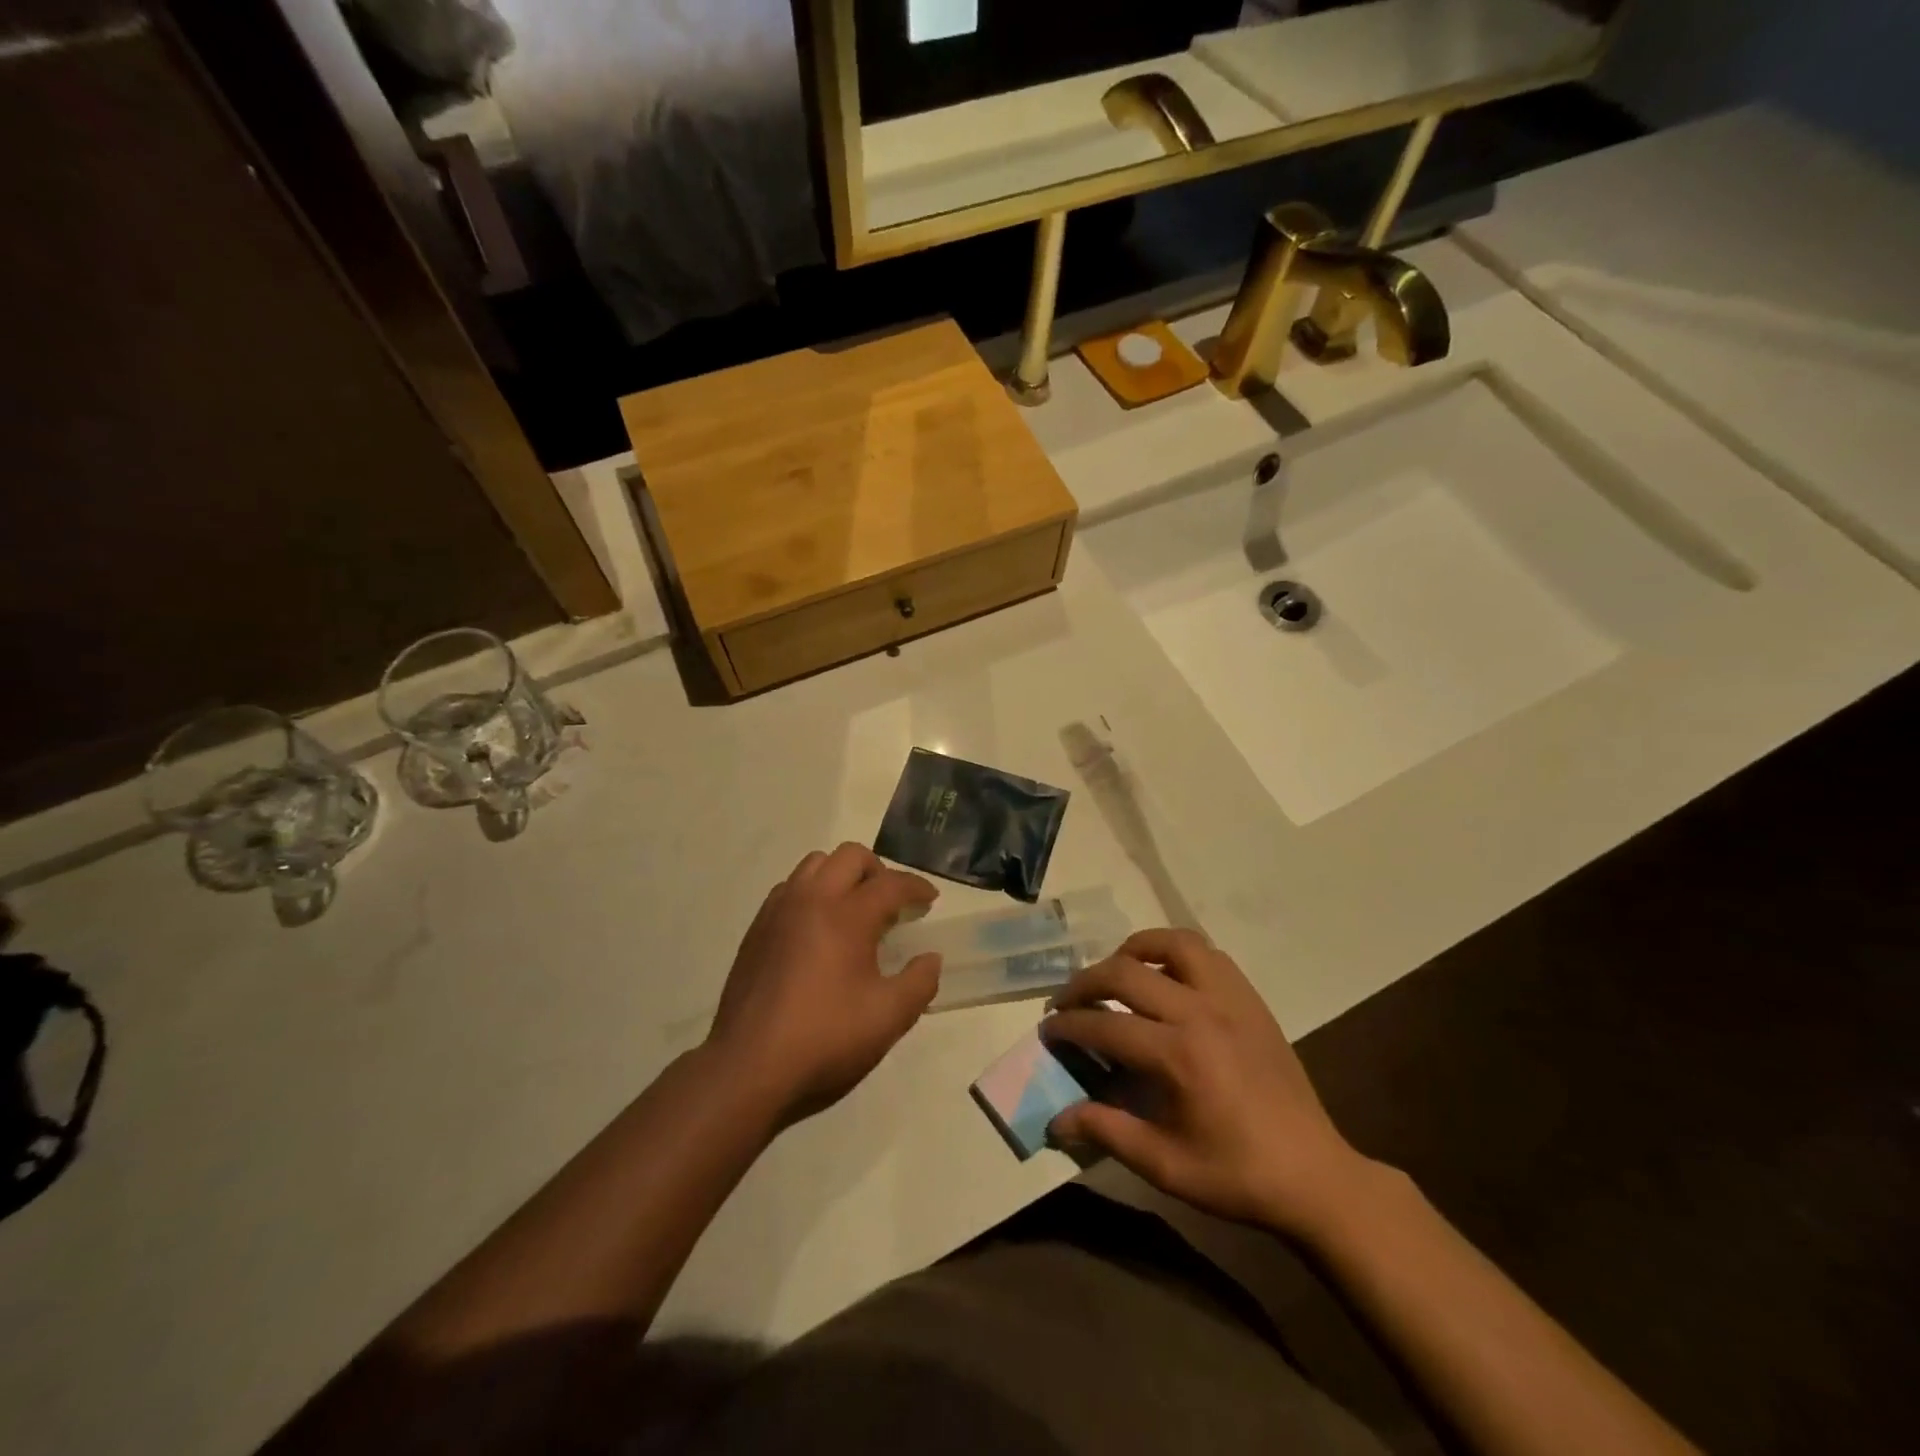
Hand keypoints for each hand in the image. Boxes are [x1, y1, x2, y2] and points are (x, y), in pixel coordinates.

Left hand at [704, 844, 940, 1127]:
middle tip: (892, 903)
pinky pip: (789, 888)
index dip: (917, 887)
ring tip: (853, 910)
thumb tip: (930, 958)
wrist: (749, 1067)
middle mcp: (811, 899)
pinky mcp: (756, 929)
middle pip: (850, 856)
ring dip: (841, 875)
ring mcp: (778, 911)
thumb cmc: (825, 1039)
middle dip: (879, 870)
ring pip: (815, 864)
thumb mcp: (889, 1018)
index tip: (931, 899)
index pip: (890, 883)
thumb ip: (920, 982)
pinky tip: (817, 928)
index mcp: (847, 916)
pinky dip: (811, 892)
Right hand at [1043, 929, 1372, 1239]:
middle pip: (1126, 972)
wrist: (1315, 1175)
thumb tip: (1055, 1120)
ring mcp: (1231, 998)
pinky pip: (1207, 954)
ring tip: (1116, 974)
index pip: (1105, 1024)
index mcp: (1179, 1055)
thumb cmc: (1237, 1175)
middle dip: (1085, 982)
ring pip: (1172, 943)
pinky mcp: (1250, 999)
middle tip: (1067, 1002)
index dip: (1068, 1025)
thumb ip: (1107, 1132)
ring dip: (1133, 951)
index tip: (1048, 1030)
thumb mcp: (1165, 1165)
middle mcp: (1201, 1012)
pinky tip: (1165, 979)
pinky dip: (1175, 954)